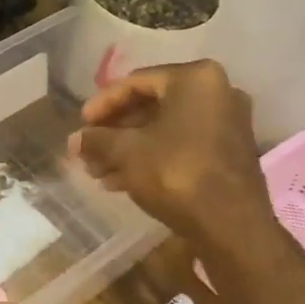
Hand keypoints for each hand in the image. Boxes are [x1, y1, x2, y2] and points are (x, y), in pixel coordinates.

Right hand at [68, 60, 269, 242]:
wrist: (231, 225)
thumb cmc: (177, 173)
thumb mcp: (127, 152)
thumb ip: (97, 140)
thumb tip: (74, 140)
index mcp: (196, 78)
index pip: (137, 82)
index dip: (103, 103)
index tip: (81, 124)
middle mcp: (218, 93)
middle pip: (151, 106)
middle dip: (115, 131)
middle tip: (89, 150)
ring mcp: (227, 124)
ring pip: (165, 130)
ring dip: (129, 149)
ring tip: (98, 172)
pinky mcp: (228, 154)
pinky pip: (182, 146)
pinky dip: (152, 159)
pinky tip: (121, 182)